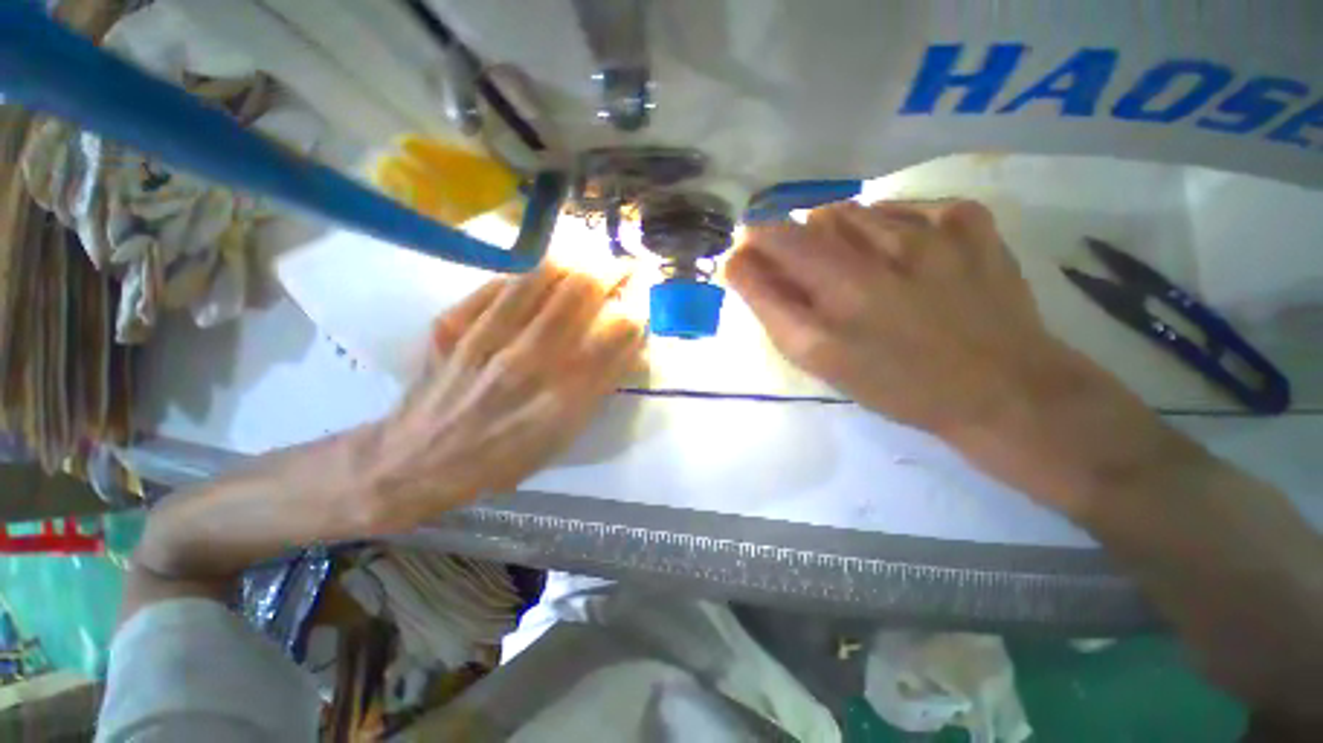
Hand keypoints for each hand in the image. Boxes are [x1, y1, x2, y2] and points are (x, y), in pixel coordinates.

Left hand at [354, 262, 644, 533]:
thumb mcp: (566, 435)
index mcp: (564, 397)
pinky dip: (530, 273)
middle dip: (613, 269)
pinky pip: (501, 283)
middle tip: (625, 265)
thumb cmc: (505, 457)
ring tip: (589, 260)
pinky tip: (543, 274)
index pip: (618, 332)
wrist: (421, 461)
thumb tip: (630, 344)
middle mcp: (529, 362)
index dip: (638, 307)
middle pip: (582, 291)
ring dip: (576, 260)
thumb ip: (601, 385)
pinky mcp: (452, 324)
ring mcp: (485, 338)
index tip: (643, 300)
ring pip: (542, 275)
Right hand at [727, 200, 1170, 513]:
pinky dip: (889, 223)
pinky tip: (899, 253)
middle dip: (791, 238)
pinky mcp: (970, 222)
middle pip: (808, 221)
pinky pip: (906, 206)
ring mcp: (929, 234)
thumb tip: (741, 263)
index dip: (752, 244)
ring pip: (853, 210)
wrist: (1002, 389)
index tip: (745, 252)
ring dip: (835, 232)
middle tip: (803, 269)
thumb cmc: (897, 384)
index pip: (773, 246)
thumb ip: (774, 308)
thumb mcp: (821, 360)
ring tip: (851, 264)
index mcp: (837, 298)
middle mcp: (875, 260)